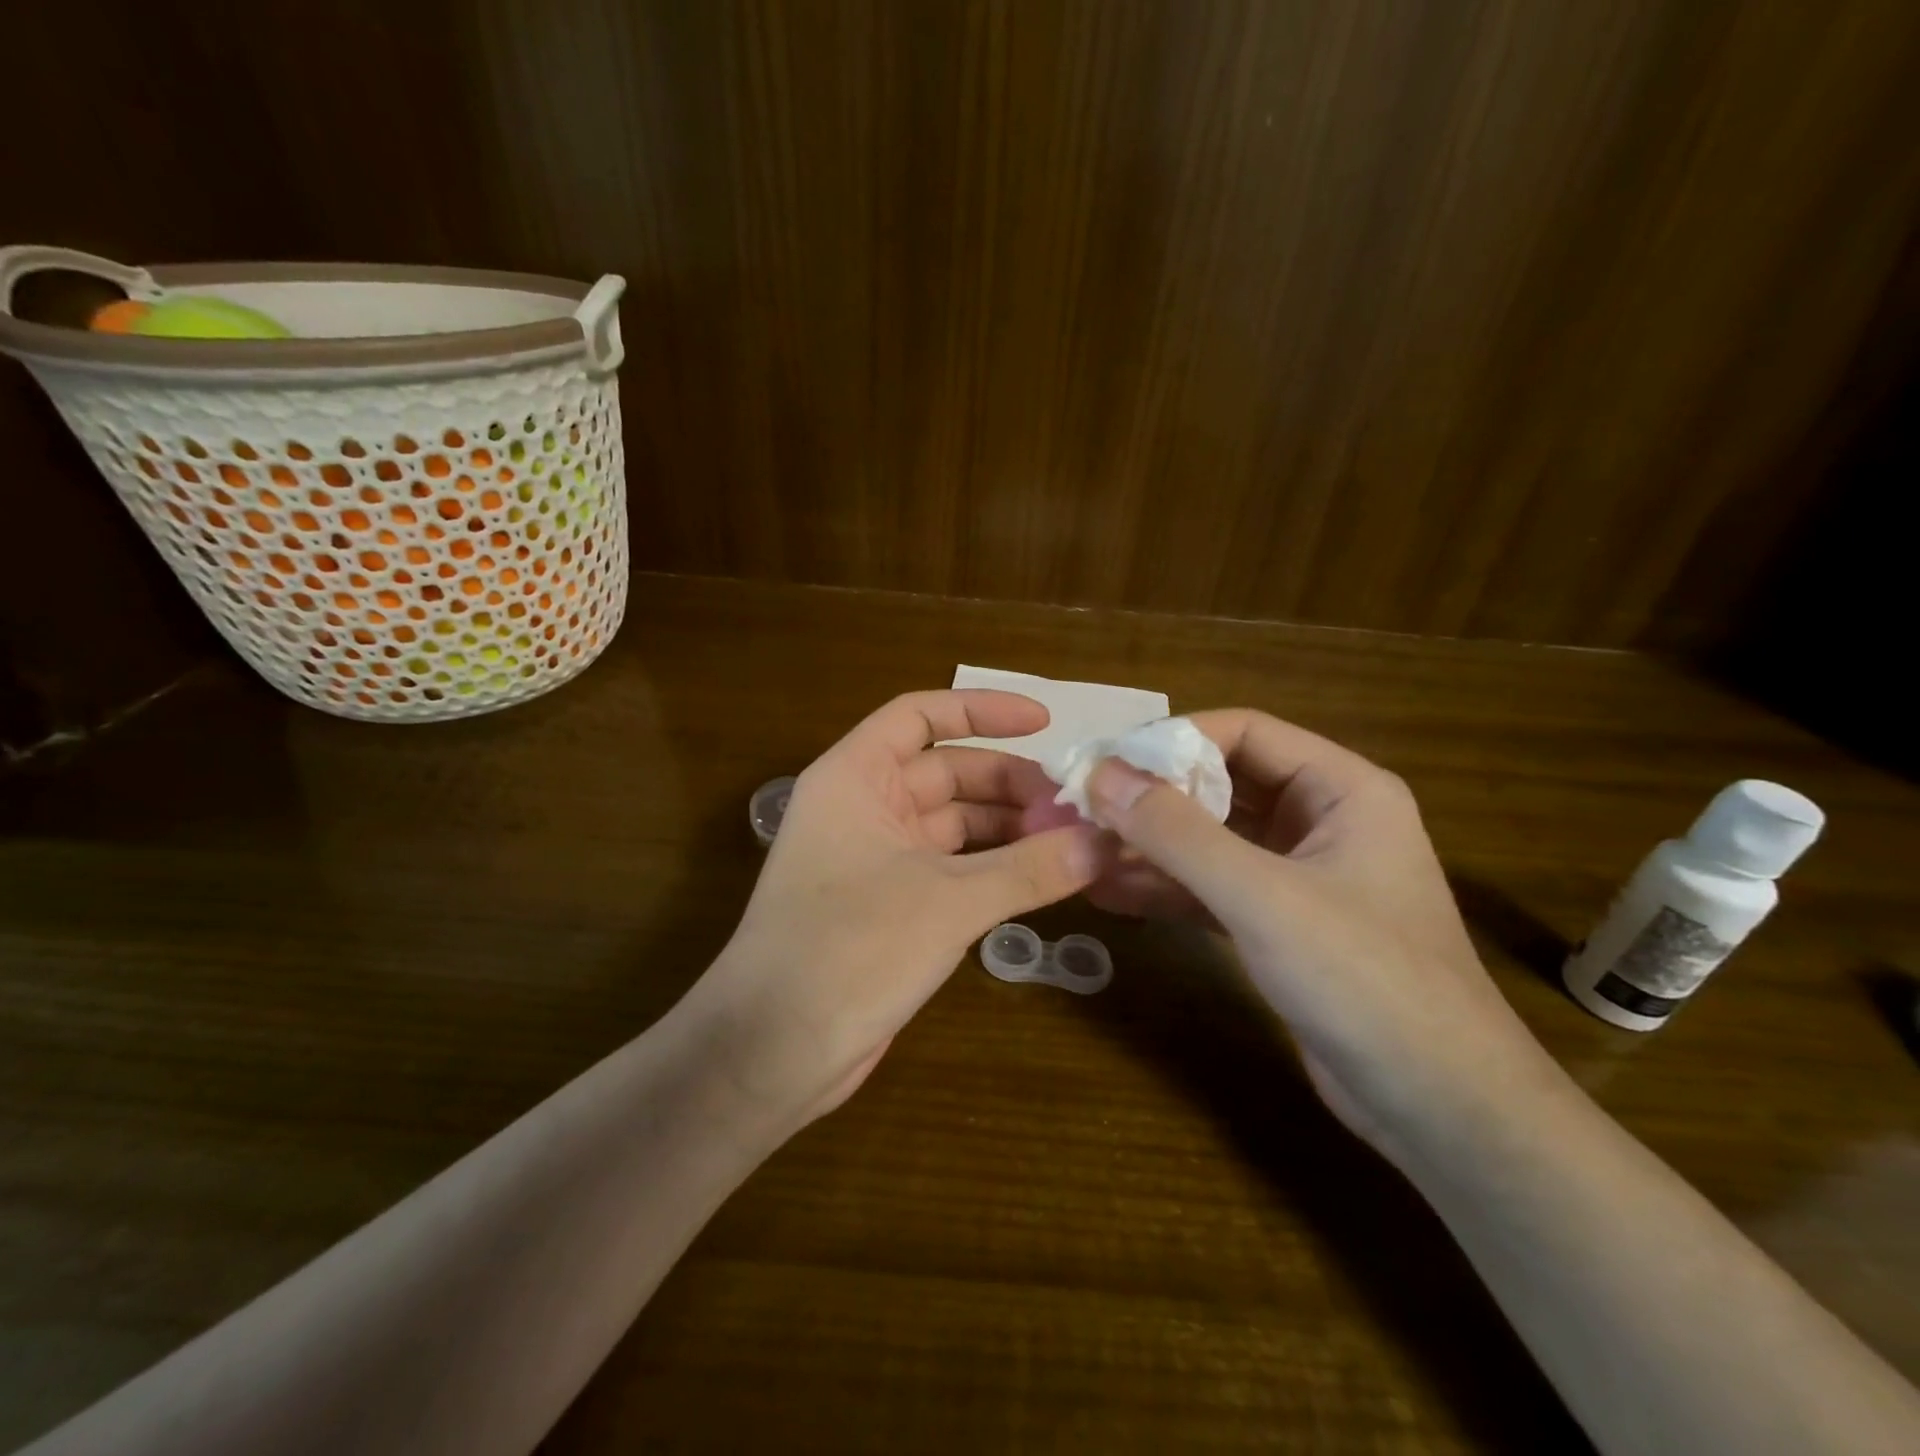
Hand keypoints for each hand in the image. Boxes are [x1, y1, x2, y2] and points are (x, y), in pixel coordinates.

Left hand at [691, 691, 1101, 1120]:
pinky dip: (994, 869)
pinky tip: (1040, 879)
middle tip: (1074, 807)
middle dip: (1010, 784)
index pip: (920, 715)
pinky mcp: (890, 905)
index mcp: (856, 777)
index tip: (1045, 723)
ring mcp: (876, 857)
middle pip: (947, 771)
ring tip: (1070, 843)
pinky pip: (952, 868)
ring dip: (1008, 829)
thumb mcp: (947, 902)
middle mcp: (864, 806)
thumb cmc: (848, 950)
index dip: (981, 710)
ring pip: (954, 823)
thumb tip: (1105, 843)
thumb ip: (1028, 870)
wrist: (772, 1051)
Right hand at [1048, 710, 1559, 1163]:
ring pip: (1209, 839)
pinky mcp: (1277, 924)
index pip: (1243, 731)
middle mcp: (1319, 820)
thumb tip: (1099, 774)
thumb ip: (1177, 833)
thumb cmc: (1365, 981)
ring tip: (1081, 850)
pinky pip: (1210, 887)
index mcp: (1341, 789)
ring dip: (1149, 845)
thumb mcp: (1262, 897)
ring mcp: (1296, 875)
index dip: (1172, 740)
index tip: (1105, 764)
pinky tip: (1108, 892)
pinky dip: (1164, 888)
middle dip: (1151, 796)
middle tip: (1081, 808)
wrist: (1440, 1111)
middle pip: (1220, 784)